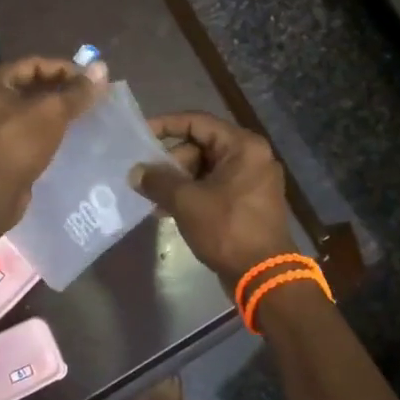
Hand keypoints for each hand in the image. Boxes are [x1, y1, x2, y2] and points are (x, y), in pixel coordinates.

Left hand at [0, 56, 106, 214]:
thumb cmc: (17, 143)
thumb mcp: (51, 112)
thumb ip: (77, 91)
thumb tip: (102, 67)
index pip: (34, 64)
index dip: (65, 68)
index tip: (91, 81)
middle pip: (30, 87)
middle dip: (61, 91)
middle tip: (90, 98)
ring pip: (28, 112)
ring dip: (54, 113)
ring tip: (82, 117)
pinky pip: (25, 134)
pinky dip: (45, 132)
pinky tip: (65, 139)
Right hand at [131, 112, 294, 289]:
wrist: (264, 276)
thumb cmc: (227, 229)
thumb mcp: (187, 202)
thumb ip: (158, 181)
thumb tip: (135, 172)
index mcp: (243, 146)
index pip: (197, 122)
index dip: (166, 125)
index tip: (140, 134)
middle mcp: (252, 156)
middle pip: (201, 146)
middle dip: (171, 161)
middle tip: (146, 178)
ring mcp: (252, 181)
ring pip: (206, 169)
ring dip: (178, 181)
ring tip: (152, 198)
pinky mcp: (248, 202)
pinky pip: (214, 187)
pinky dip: (192, 194)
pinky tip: (167, 210)